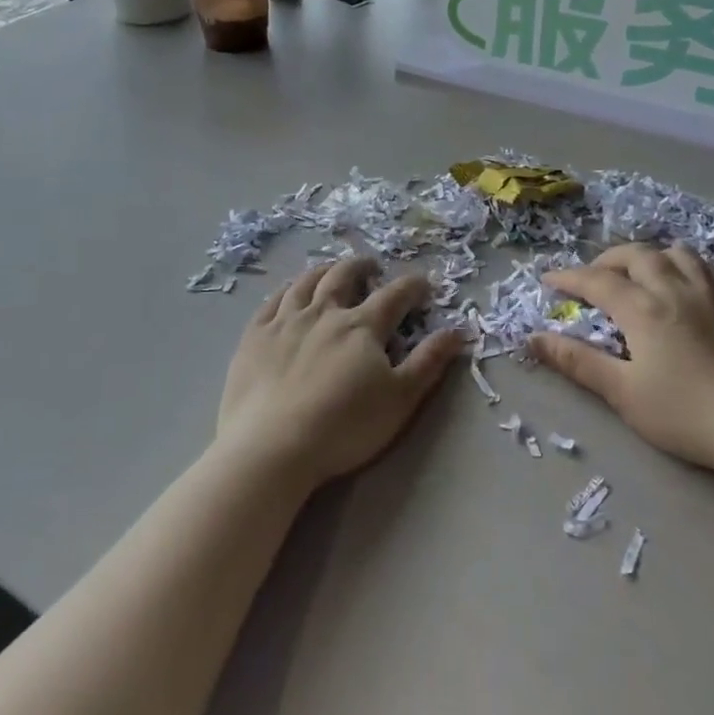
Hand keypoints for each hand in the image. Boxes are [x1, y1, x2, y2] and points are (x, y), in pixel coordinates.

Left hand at [219, 256, 466, 490]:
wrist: (272, 447)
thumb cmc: (344, 427)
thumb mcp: (400, 399)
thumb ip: (429, 362)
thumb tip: (458, 330)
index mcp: (362, 326)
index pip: (394, 295)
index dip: (413, 286)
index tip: (424, 284)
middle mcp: (323, 313)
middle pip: (344, 276)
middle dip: (362, 267)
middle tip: (372, 268)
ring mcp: (284, 321)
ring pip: (306, 282)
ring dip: (324, 271)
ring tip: (331, 270)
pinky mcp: (254, 336)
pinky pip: (271, 301)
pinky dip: (286, 290)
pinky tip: (288, 293)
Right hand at [530, 244, 713, 477]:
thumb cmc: (683, 413)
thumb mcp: (622, 392)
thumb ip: (577, 361)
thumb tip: (534, 339)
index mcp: (642, 308)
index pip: (596, 280)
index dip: (569, 278)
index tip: (548, 281)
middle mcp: (674, 289)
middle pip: (636, 255)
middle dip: (607, 260)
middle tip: (592, 278)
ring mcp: (710, 294)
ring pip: (675, 253)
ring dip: (648, 256)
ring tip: (637, 274)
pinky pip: (705, 269)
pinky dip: (683, 267)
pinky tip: (682, 287)